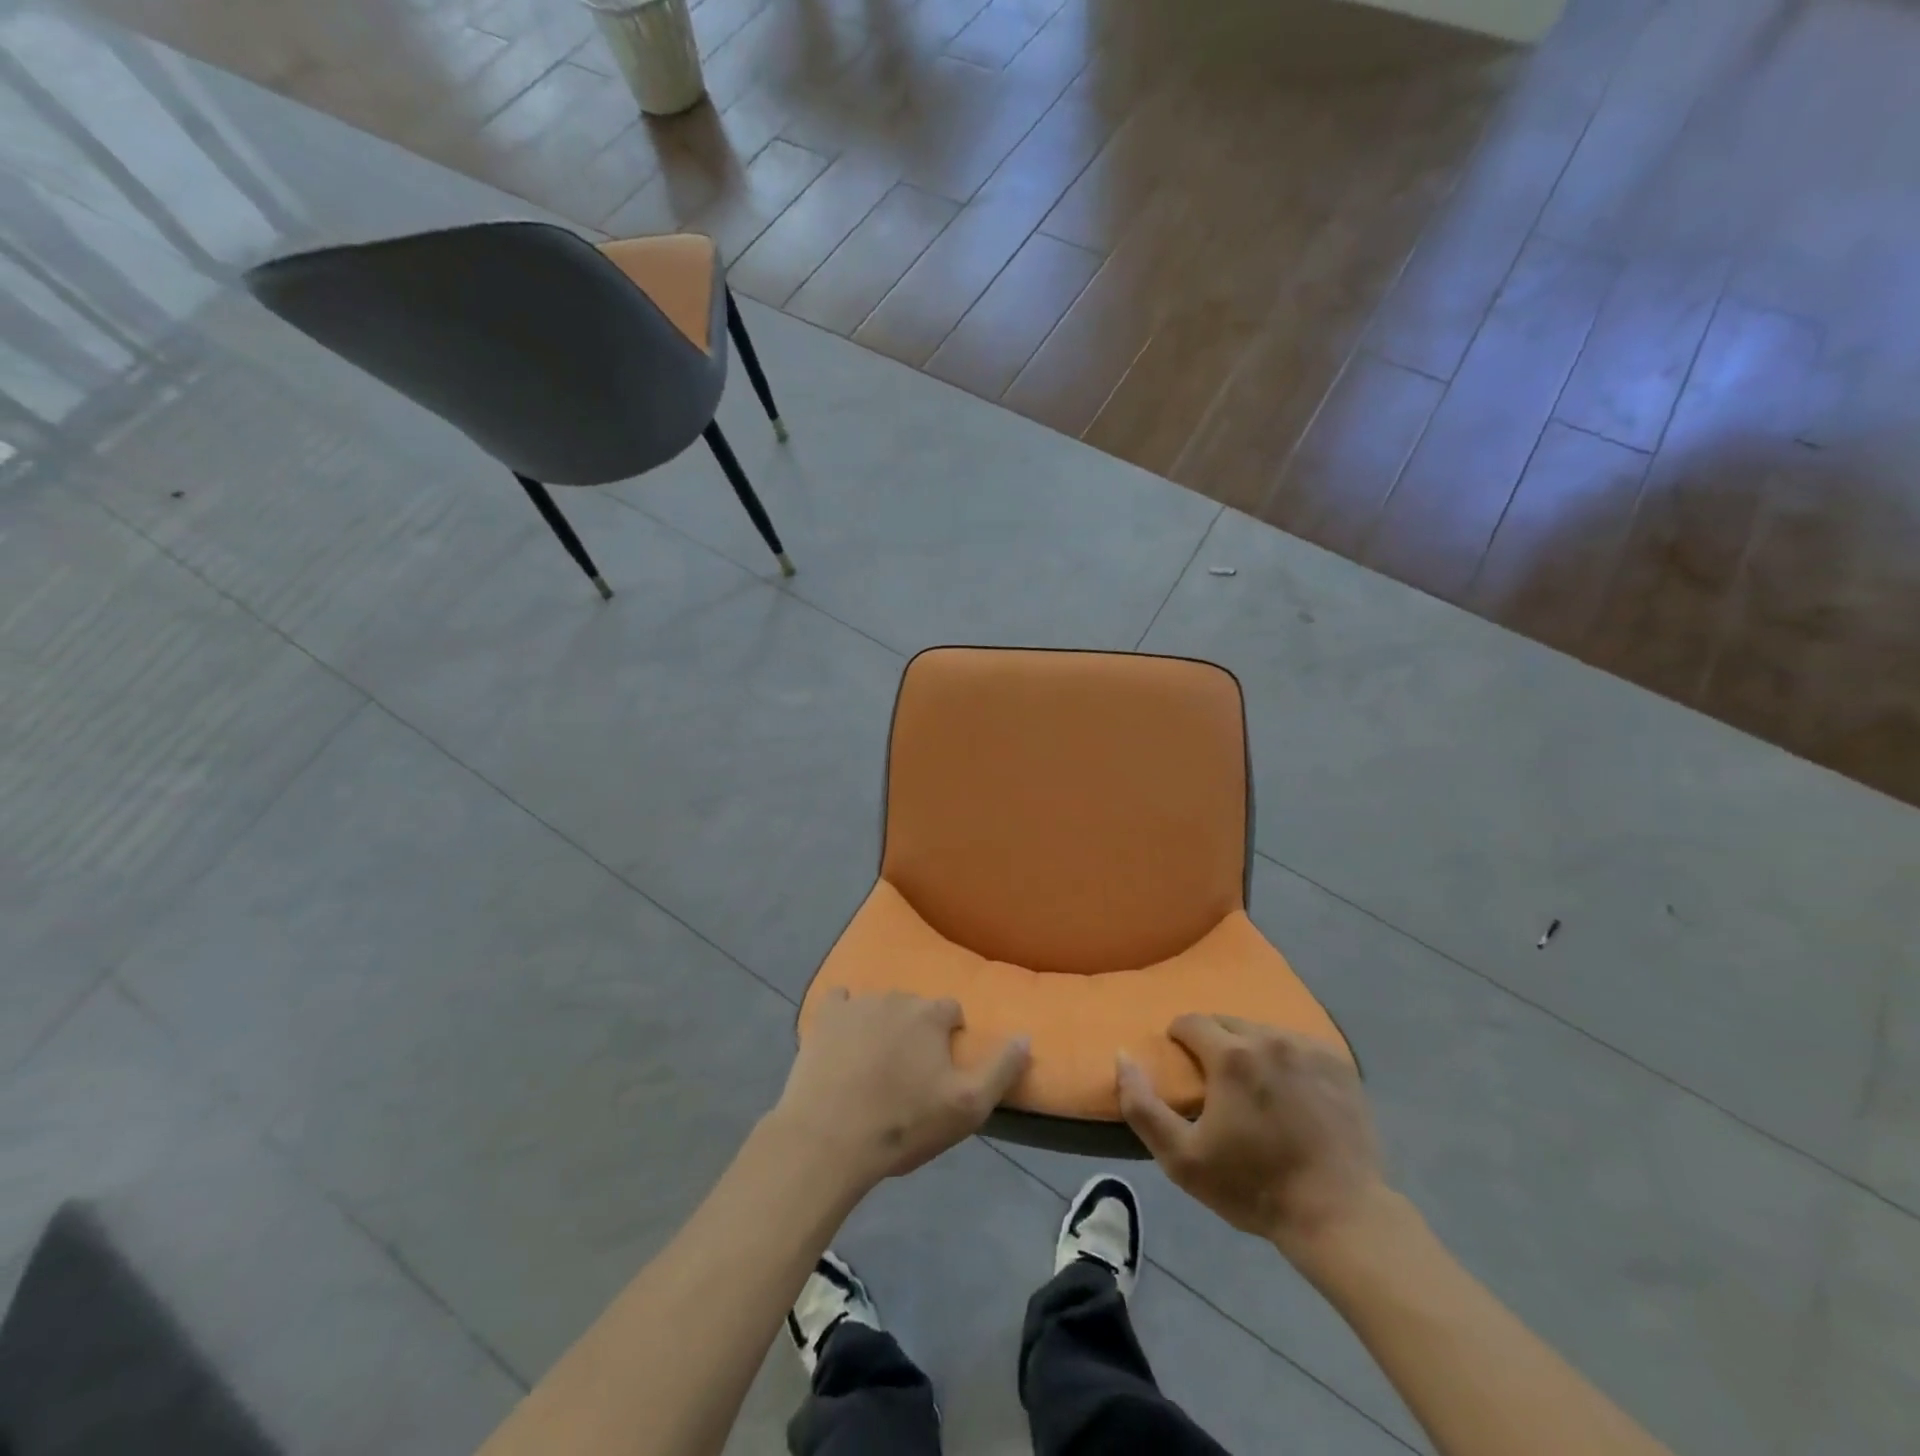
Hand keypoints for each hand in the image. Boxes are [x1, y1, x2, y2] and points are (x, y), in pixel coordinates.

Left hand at [775, 990, 1029, 1187]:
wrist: (829, 1137)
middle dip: (916, 1031)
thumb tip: (1025, 1036)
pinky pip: (839, 1003)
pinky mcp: (824, 1017)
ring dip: (882, 1026)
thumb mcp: (968, 1106)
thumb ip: (1001, 1068)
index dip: (950, 1037)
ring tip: (874, 1066)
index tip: (942, 1069)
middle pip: (915, 1007)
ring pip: (879, 1006)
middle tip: (908, 1072)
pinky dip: (844, 1016)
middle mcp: (896, 997)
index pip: (952, 1011)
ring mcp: (857, 1004)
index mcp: (931, 1015)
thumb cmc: (903, 1123)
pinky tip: (842, 1040)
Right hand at [1117, 1015, 1386, 1252]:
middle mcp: (1270, 1039)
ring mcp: (1310, 1049)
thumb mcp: (1182, 1159)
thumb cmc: (1255, 1187)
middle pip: (1227, 1022)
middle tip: (1215, 1082)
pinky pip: (1298, 1045)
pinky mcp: (1340, 1065)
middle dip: (1213, 1043)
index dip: (1178, 1039)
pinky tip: (1291, 1093)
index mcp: (1231, 1055)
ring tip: (1254, 1088)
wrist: (1340, 1216)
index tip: (1182, 1067)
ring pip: (1263, 1032)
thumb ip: (1142, 1105)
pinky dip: (1286, 1059)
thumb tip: (1123, 1056)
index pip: (1190, 1022)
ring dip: (1249, 1049)